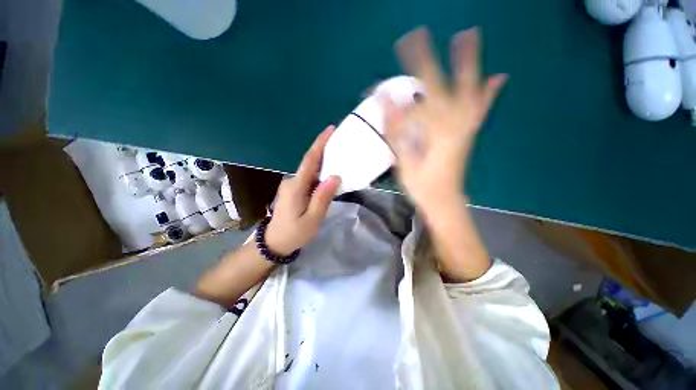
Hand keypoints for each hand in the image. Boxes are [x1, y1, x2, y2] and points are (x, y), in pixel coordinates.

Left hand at [265, 126, 340, 254]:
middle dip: (325, 150)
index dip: (320, 144)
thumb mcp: (312, 219)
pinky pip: (308, 178)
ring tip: (340, 159)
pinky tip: (329, 176)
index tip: (330, 130)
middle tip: (341, 143)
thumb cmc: (294, 233)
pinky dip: (319, 174)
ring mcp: (291, 185)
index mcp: (296, 187)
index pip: (310, 160)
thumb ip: (322, 198)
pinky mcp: (293, 190)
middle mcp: (292, 181)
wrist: (273, 243)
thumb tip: (334, 177)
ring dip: (324, 163)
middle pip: (310, 163)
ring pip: (310, 171)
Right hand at [383, 27, 506, 215]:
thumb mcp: (404, 160)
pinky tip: (497, 77)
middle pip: (443, 83)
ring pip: (468, 89)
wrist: (444, 201)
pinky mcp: (469, 132)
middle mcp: (455, 122)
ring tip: (467, 35)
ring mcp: (466, 126)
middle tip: (420, 36)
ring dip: (467, 63)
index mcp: (437, 129)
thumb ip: (397, 130)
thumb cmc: (421, 185)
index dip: (407, 73)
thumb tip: (385, 101)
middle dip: (429, 59)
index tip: (397, 52)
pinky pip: (480, 109)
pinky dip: (488, 92)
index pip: (419, 93)